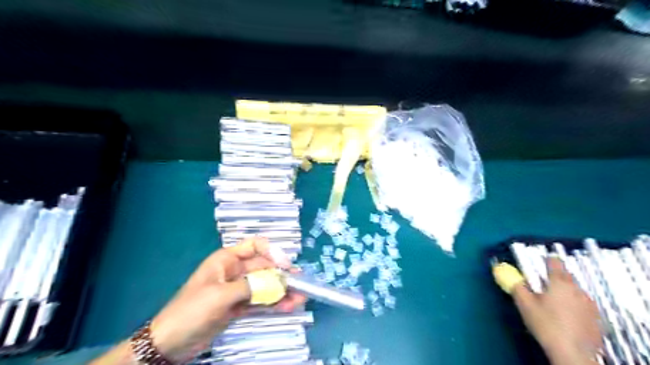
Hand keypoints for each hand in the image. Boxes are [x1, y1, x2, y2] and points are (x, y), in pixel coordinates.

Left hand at [150, 236, 307, 361]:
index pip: (255, 246)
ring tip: (300, 298)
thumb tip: (278, 282)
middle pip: (264, 268)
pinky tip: (288, 307)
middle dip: (282, 275)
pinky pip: (261, 301)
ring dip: (282, 291)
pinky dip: (274, 304)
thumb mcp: (221, 295)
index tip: (286, 265)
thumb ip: (251, 287)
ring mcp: (238, 289)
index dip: (272, 252)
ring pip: (265, 286)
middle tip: (301, 284)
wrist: (170, 343)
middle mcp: (235, 271)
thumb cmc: (192, 310)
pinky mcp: (239, 306)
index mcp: (227, 259)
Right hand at [513, 257, 603, 364]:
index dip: (545, 260)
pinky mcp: (596, 318)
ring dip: (563, 293)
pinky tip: (564, 318)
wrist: (573, 353)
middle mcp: (577, 289)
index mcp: (559, 282)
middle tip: (540, 288)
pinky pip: (581, 305)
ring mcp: (590, 304)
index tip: (538, 264)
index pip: (554, 261)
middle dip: (553, 279)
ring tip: (551, 305)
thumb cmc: (546, 324)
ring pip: (574, 291)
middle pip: (565, 276)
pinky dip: (572, 306)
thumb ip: (516, 286)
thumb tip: (506, 274)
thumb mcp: (524, 304)